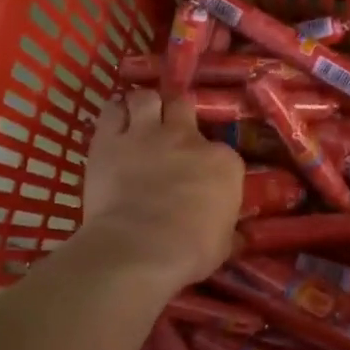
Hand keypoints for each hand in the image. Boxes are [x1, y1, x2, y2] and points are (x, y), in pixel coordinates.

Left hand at [79, 89, 243, 291]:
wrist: (140, 249)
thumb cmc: (190, 252)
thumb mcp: (224, 245)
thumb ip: (230, 233)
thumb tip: (241, 237)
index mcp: (222, 162)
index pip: (223, 152)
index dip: (210, 161)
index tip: (204, 176)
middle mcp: (186, 138)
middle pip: (183, 107)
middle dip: (177, 115)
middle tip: (170, 132)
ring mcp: (145, 134)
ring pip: (145, 98)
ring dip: (144, 105)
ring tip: (141, 118)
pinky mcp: (108, 140)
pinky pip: (111, 111)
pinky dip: (114, 113)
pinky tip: (115, 121)